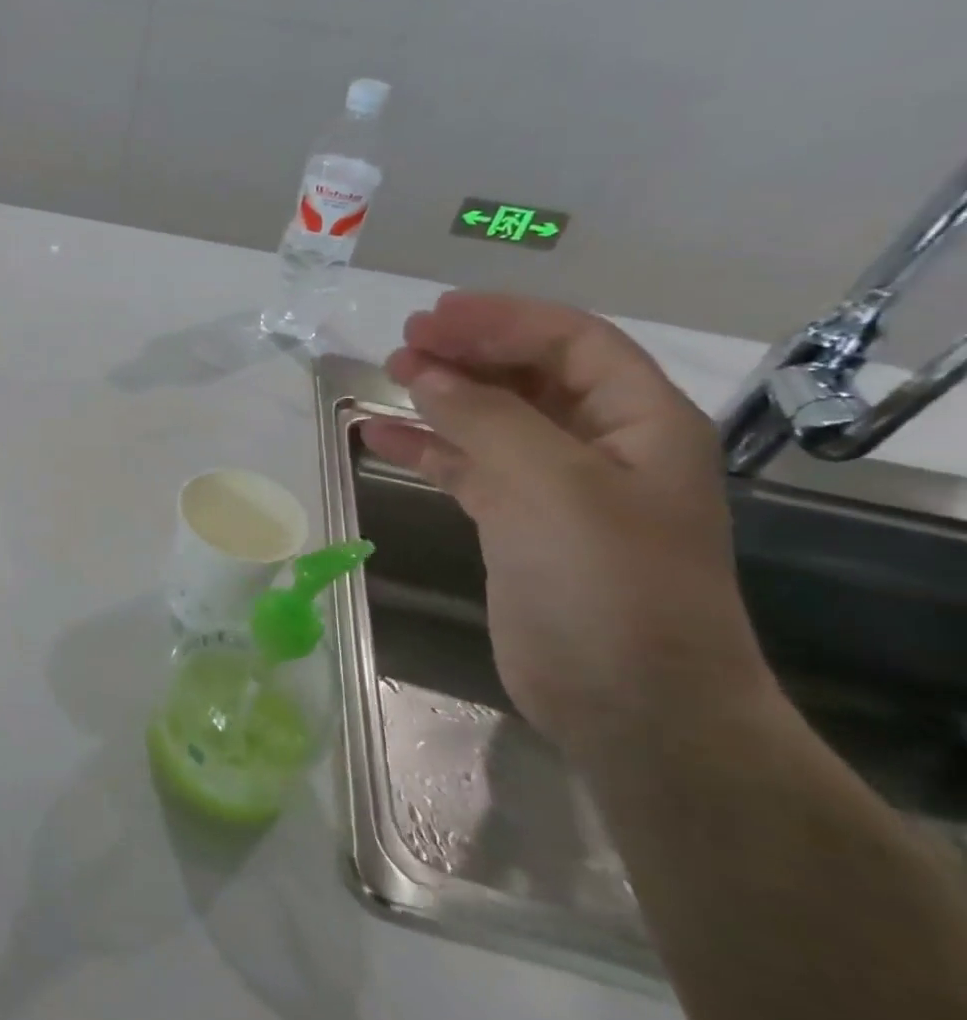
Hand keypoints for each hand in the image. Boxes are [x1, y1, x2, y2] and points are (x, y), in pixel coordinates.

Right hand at [361, 292, 775, 759]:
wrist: (629, 702)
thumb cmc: (606, 583)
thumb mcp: (551, 485)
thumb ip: (486, 418)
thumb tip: (426, 371)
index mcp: (640, 421)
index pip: (572, 341)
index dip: (504, 319)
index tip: (434, 317)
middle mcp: (602, 445)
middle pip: (530, 374)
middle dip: (469, 352)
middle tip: (404, 343)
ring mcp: (557, 487)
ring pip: (493, 419)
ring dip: (443, 395)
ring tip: (387, 377)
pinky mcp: (516, 525)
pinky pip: (466, 467)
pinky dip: (426, 447)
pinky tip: (378, 436)